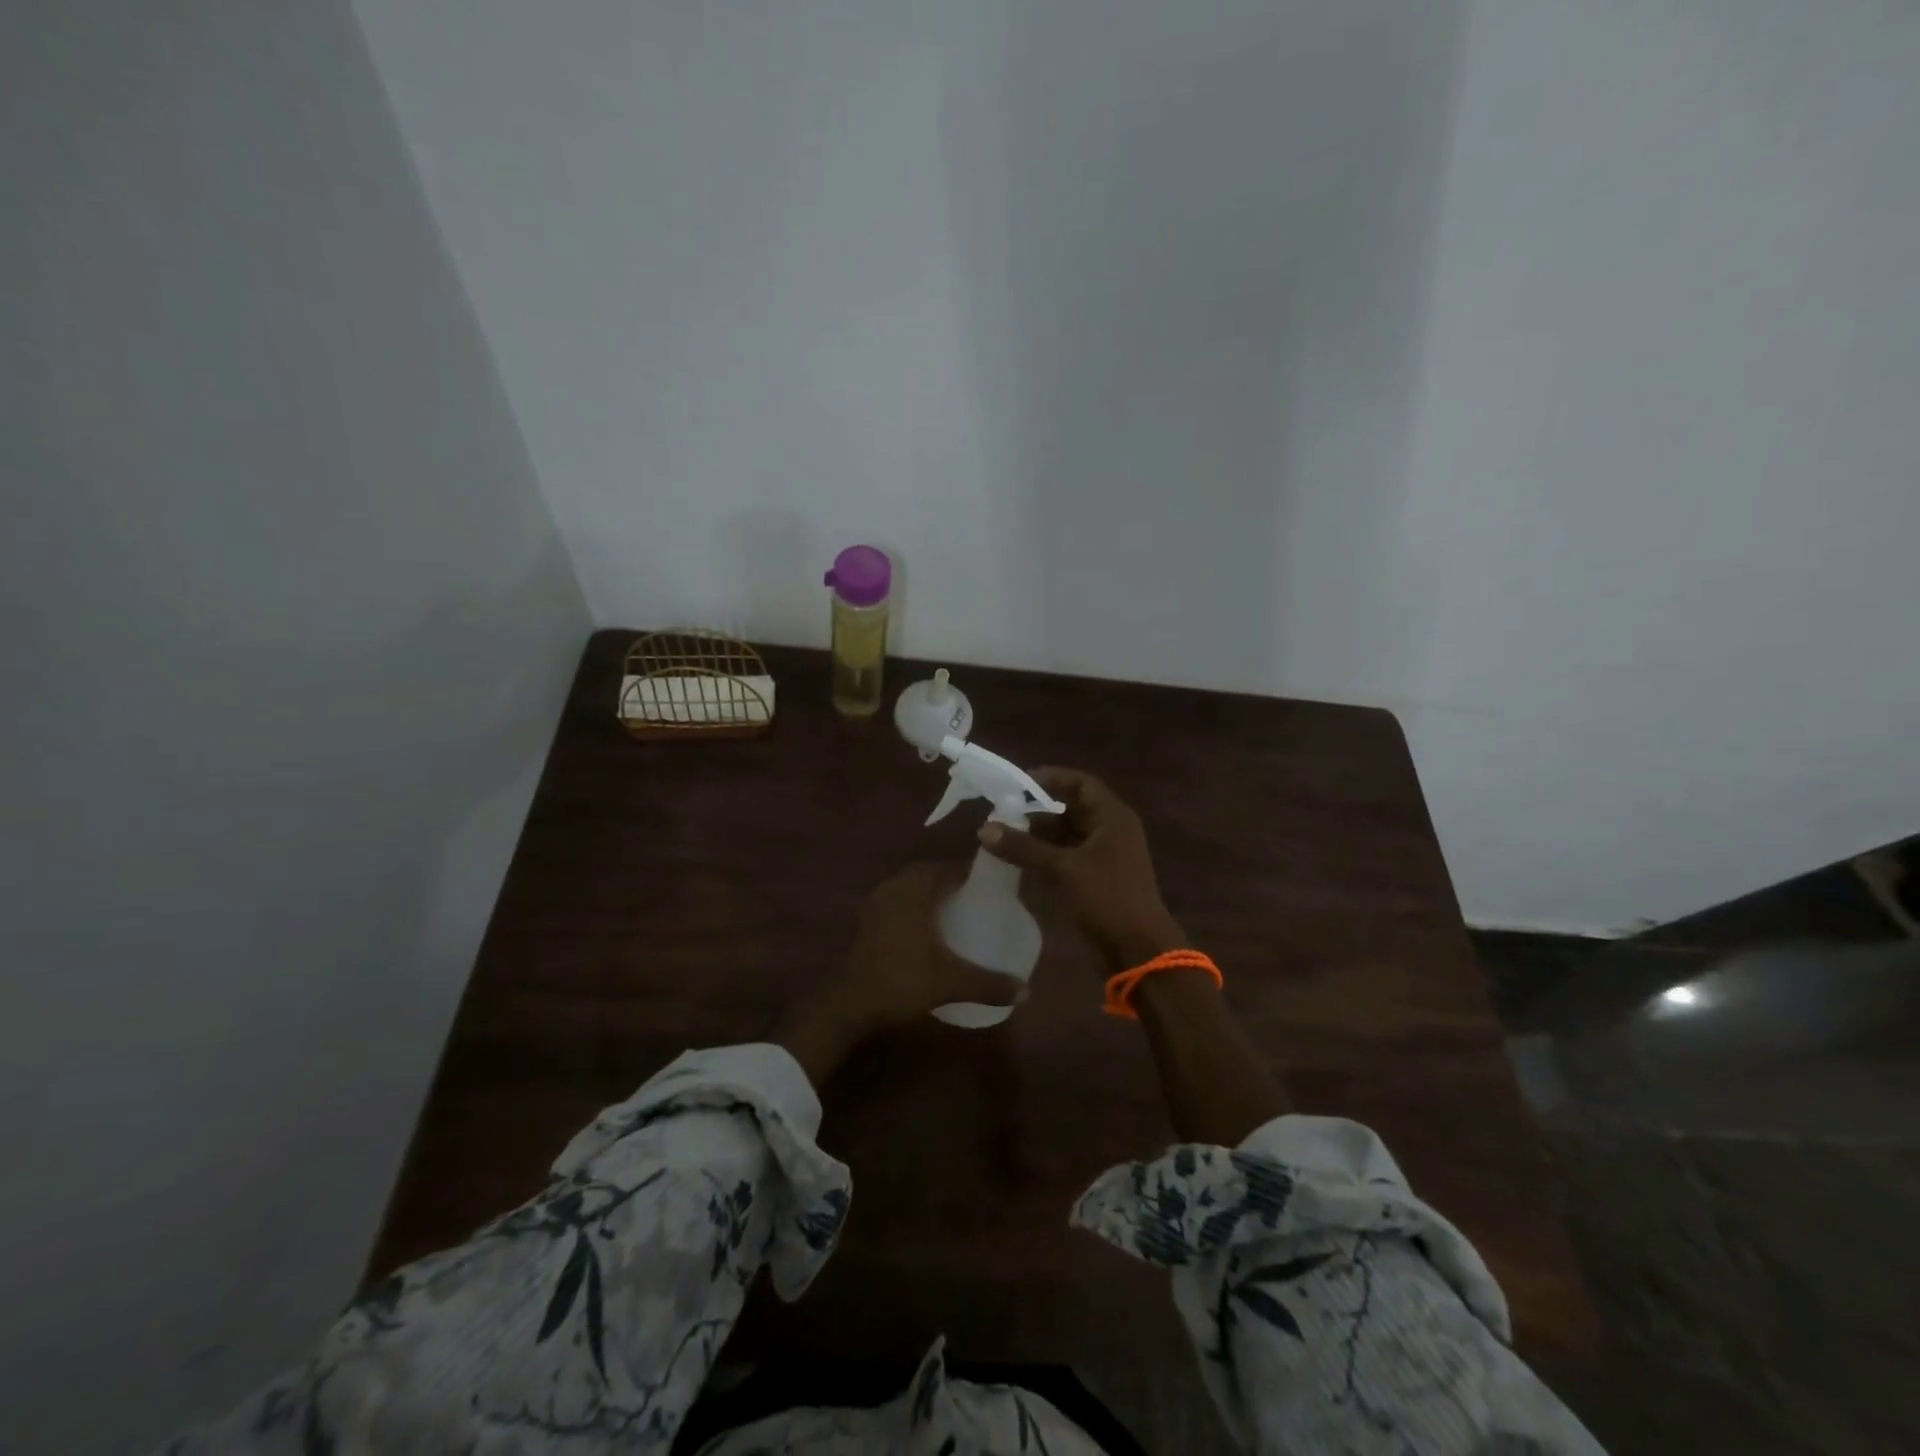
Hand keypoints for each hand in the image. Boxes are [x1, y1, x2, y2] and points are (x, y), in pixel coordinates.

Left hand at [775, 862, 1024, 1084]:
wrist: (849, 1004)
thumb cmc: (902, 981)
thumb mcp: (951, 982)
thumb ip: (990, 984)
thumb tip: (1027, 990)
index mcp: (917, 889)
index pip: (952, 868)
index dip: (975, 874)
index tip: (997, 887)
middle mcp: (896, 886)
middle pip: (931, 873)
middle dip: (955, 882)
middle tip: (981, 900)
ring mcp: (878, 901)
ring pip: (912, 886)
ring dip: (933, 893)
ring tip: (959, 912)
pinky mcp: (868, 918)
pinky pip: (899, 899)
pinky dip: (916, 905)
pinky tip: (930, 929)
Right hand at [978, 767, 1185, 969]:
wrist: (1138, 951)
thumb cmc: (1107, 899)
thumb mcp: (1063, 869)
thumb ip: (1024, 847)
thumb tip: (984, 829)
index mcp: (1113, 817)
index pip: (1080, 783)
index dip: (1050, 778)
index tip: (1017, 783)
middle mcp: (1110, 830)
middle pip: (1071, 808)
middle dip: (1037, 810)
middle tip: (1002, 812)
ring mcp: (1104, 856)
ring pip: (1066, 834)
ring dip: (1038, 835)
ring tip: (1003, 836)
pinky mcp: (1096, 879)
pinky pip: (1066, 857)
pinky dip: (1044, 855)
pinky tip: (1017, 860)